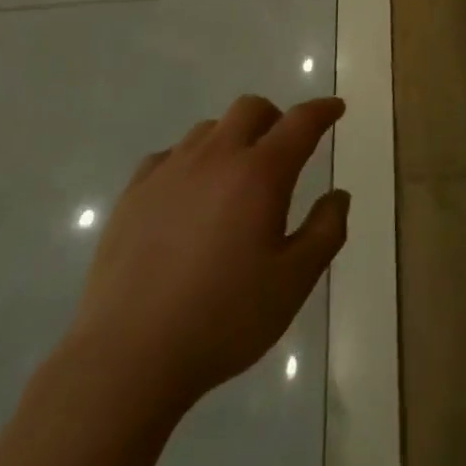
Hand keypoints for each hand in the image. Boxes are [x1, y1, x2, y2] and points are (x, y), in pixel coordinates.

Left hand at [67, 95, 349, 410]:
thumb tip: (338, 195)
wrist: (127, 356)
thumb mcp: (293, 283)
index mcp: (260, 173)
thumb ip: (325, 232)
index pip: (300, 122)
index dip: (322, 111)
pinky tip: (188, 196)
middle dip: (275, 118)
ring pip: (209, 129)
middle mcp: (216, 156)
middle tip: (283, 149)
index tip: (335, 109)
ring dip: (232, 138)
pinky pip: (170, 155)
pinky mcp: (134, 192)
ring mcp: (169, 170)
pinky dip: (190, 162)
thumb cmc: (222, 319)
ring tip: (234, 177)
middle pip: (251, 109)